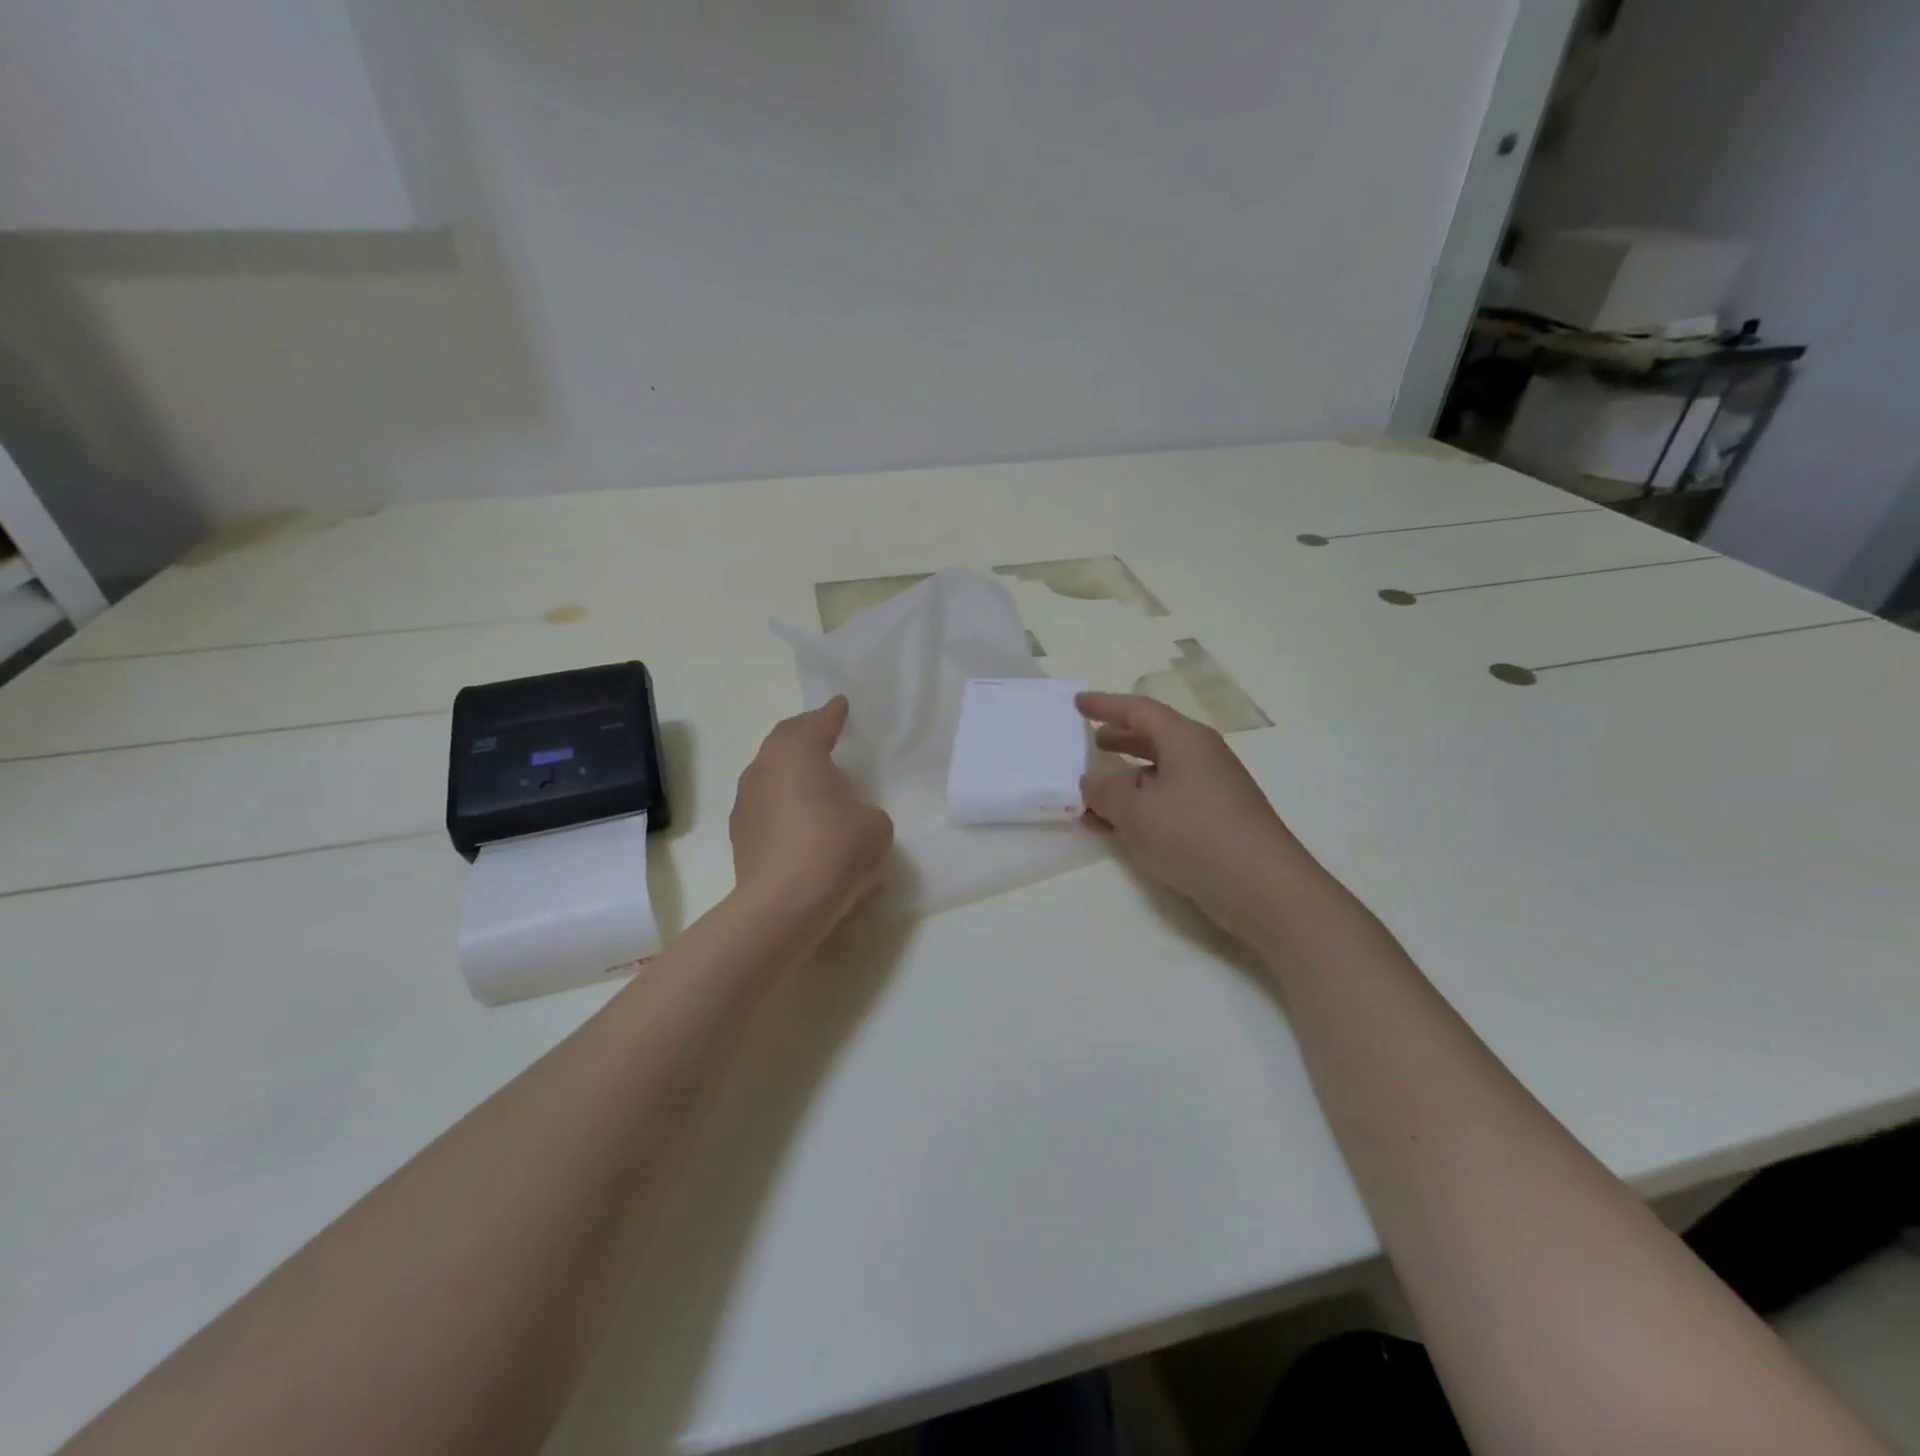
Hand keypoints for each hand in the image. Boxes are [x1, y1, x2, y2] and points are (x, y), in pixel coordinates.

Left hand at [731, 697, 894, 928]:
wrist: (781, 905)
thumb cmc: (834, 850)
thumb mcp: (875, 824)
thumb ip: (865, 808)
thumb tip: (847, 815)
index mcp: (798, 752)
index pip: (818, 722)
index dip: (833, 713)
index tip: (841, 704)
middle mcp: (765, 767)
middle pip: (784, 738)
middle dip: (805, 731)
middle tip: (824, 731)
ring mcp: (746, 800)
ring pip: (769, 770)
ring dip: (790, 767)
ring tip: (812, 776)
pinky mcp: (739, 832)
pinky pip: (763, 801)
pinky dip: (781, 798)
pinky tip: (796, 815)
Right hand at [1078, 693, 1315, 941]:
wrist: (1262, 887)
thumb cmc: (1194, 834)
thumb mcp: (1135, 811)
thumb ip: (1105, 792)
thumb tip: (1091, 782)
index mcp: (1185, 740)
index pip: (1138, 710)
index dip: (1105, 705)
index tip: (1078, 702)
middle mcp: (1202, 756)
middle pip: (1154, 737)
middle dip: (1121, 739)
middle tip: (1091, 741)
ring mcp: (1213, 789)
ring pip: (1160, 772)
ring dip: (1126, 778)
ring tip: (1096, 791)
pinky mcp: (1217, 820)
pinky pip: (1169, 799)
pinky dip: (1141, 805)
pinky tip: (1119, 826)